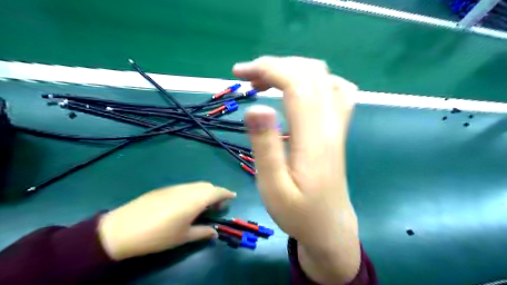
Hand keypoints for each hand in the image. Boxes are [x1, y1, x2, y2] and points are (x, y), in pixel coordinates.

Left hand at [97, 183, 236, 259]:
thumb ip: (202, 233)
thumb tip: (214, 232)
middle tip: (217, 206)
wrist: (123, 229)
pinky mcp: (164, 189)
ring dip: (204, 192)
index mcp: (196, 200)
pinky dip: (193, 192)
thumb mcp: (183, 237)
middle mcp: (188, 189)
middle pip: (208, 186)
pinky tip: (185, 204)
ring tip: (202, 205)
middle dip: (216, 193)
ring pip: (196, 185)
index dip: (227, 193)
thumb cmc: (158, 236)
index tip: (233, 196)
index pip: (217, 191)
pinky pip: (185, 187)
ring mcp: (175, 187)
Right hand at [233, 57, 359, 283]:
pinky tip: (299, 90)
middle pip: (311, 73)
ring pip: (324, 77)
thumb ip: (266, 147)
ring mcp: (338, 125)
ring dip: (292, 70)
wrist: (330, 227)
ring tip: (266, 82)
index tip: (239, 73)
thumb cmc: (299, 213)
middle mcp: (331, 123)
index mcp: (314, 137)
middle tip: (246, 77)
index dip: (268, 69)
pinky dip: (314, 80)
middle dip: (276, 65)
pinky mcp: (337, 129)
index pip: (297, 84)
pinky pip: (336, 90)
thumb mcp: (274, 188)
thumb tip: (256, 107)